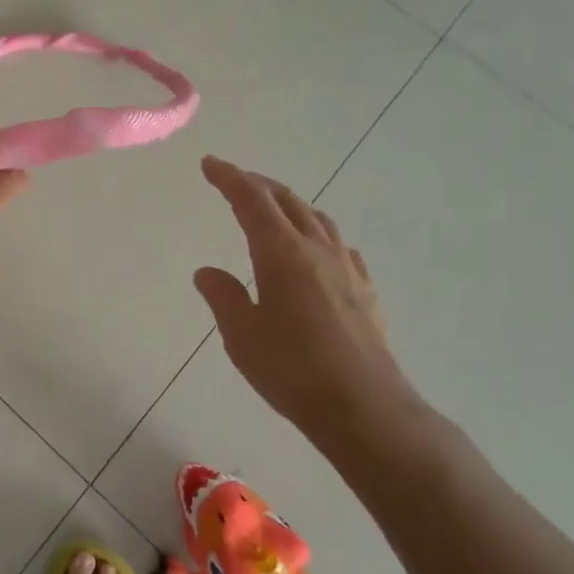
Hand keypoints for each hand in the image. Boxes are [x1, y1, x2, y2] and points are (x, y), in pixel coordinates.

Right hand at [194, 156, 422, 461]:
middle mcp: (317, 250)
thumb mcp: (242, 336)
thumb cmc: (294, 371)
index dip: (229, 178)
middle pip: (287, 201)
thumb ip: (223, 297)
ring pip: (316, 218)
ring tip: (271, 208)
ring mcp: (347, 269)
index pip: (252, 201)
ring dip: (289, 204)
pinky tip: (315, 250)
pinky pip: (338, 245)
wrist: (366, 409)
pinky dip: (317, 232)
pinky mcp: (365, 291)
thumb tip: (207, 272)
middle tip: (233, 179)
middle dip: (258, 184)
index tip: (210, 163)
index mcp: (282, 254)